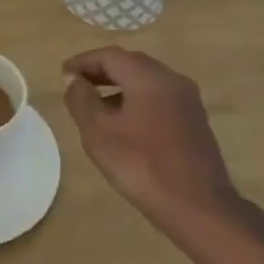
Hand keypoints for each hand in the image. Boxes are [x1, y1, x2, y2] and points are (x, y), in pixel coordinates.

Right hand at [62, 47, 238, 228]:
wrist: (200, 208)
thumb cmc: (143, 166)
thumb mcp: (99, 133)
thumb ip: (81, 100)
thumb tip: (73, 79)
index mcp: (148, 76)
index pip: (110, 55)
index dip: (84, 61)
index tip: (64, 73)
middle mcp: (171, 79)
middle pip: (130, 63)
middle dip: (101, 70)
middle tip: (77, 84)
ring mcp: (187, 100)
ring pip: (146, 80)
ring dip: (119, 85)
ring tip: (96, 105)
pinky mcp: (195, 120)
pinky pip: (159, 97)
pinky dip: (137, 99)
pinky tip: (125, 123)